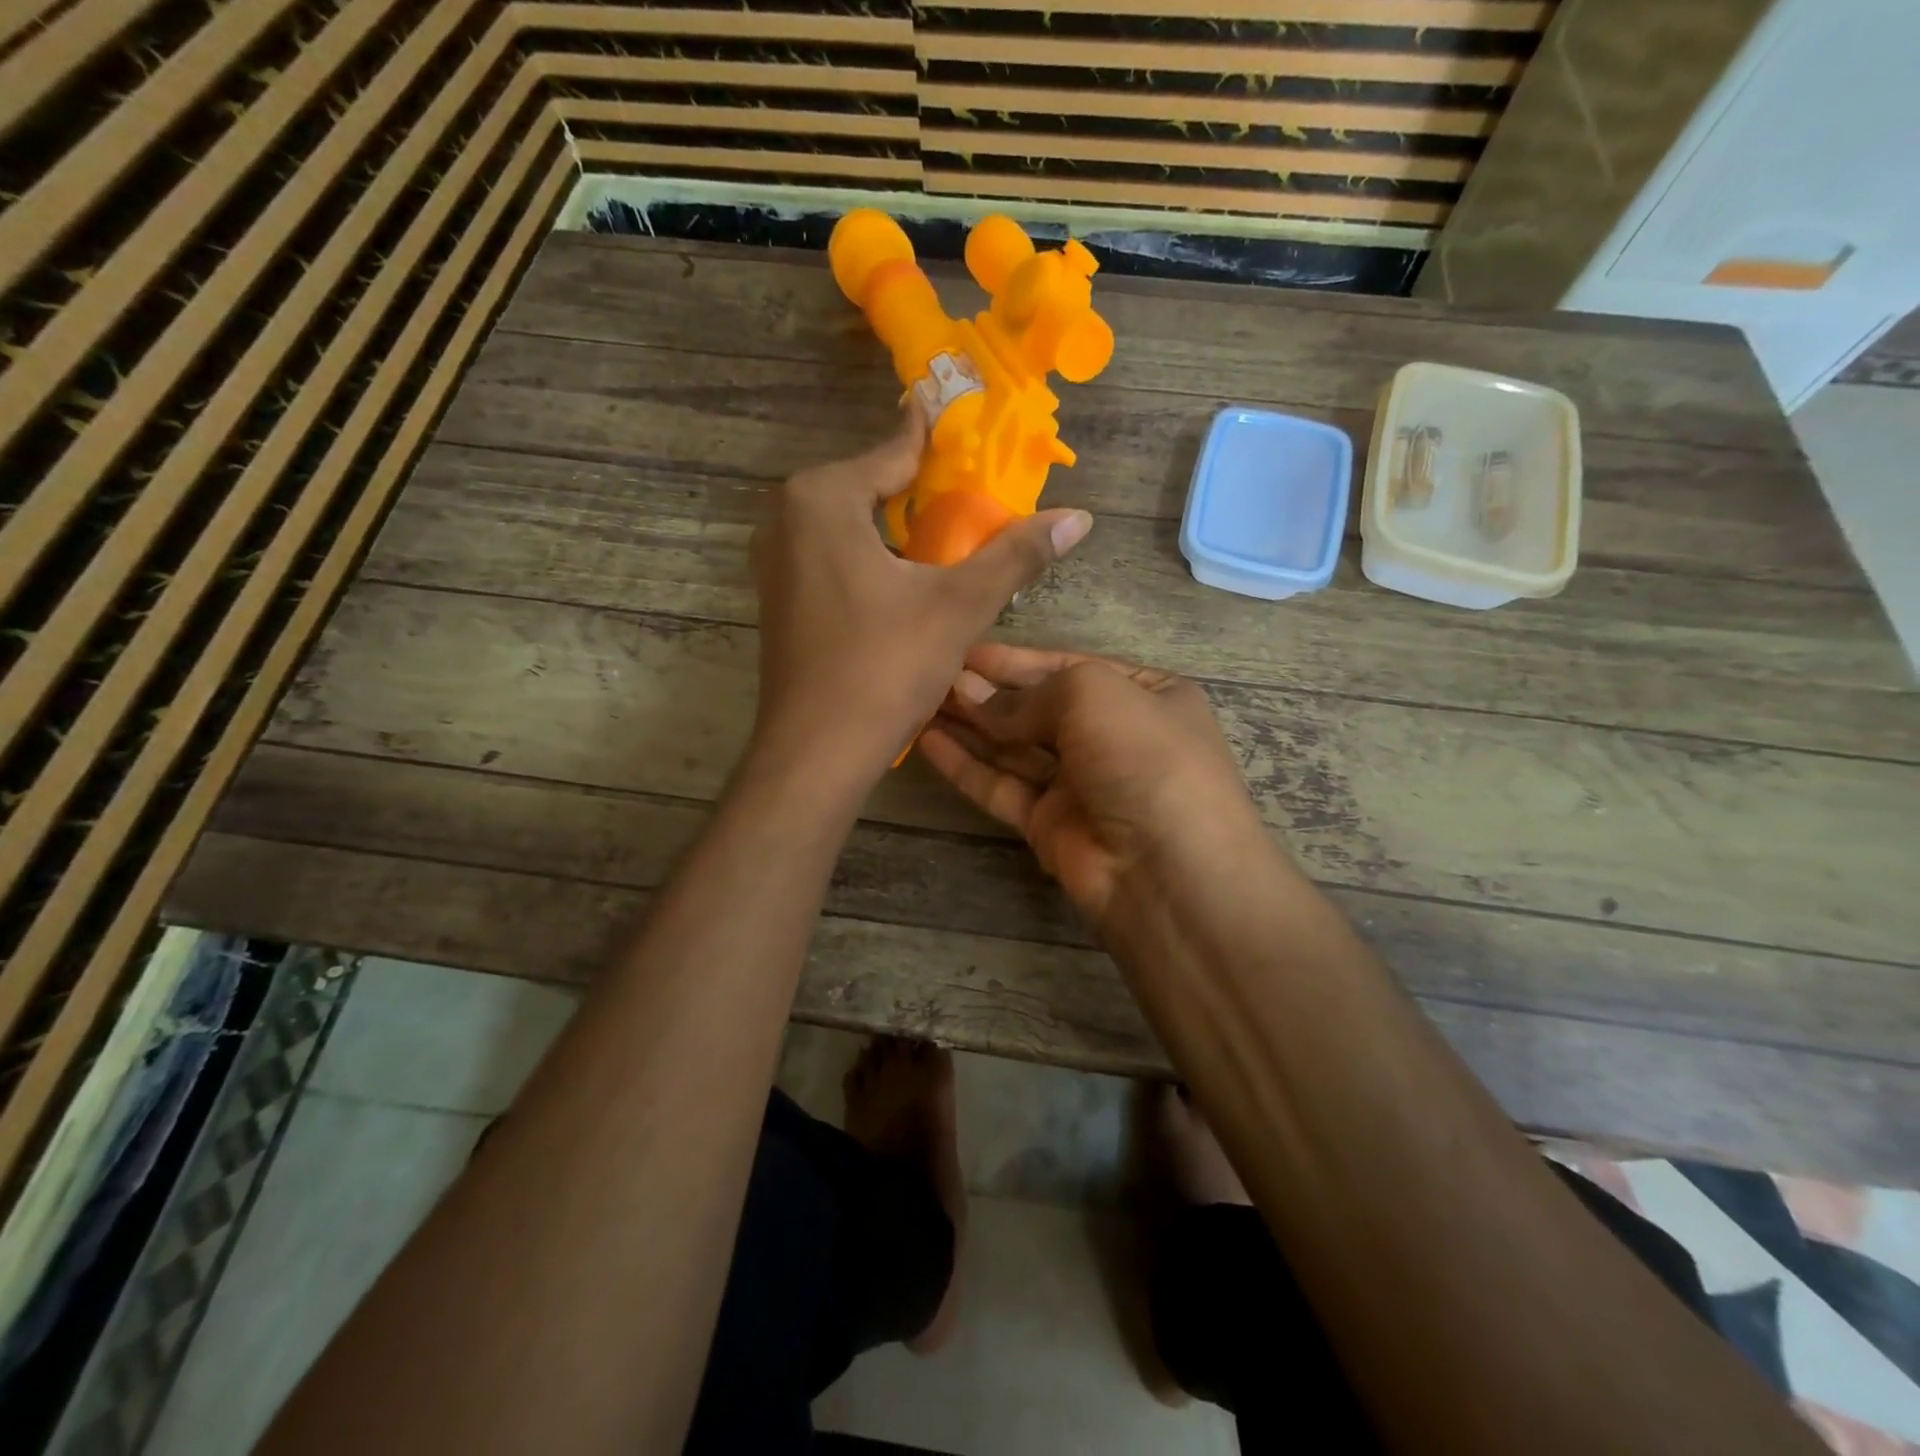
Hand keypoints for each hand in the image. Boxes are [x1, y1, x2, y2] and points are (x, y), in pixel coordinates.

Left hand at [748, 410, 1092, 781]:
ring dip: (895, 529)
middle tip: (974, 496)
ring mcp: (774, 560)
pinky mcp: (778, 598)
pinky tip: (903, 582)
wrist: (816, 750)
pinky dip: (868, 558)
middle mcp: (786, 516)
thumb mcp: (960, 606)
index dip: (939, 440)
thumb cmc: (885, 667)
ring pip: (849, 525)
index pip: (895, 450)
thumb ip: (1016, 555)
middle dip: (920, 491)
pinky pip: (831, 557)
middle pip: (869, 486)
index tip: (972, 426)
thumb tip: (1079, 517)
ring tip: (948, 539)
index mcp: (823, 497)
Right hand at [919, 644, 1266, 927]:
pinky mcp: (1050, 825)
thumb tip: (976, 700)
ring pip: (1016, 748)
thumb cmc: (1143, 757)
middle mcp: (1114, 737)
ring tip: (923, 700)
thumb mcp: (1092, 695)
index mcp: (1146, 695)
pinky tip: (928, 741)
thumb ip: (1030, 695)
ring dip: (972, 725)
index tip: (967, 651)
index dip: (1017, 660)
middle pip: (1040, 707)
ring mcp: (1082, 784)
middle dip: (990, 692)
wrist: (1168, 871)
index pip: (1071, 667)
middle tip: (937, 676)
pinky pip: (1002, 787)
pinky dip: (967, 766)